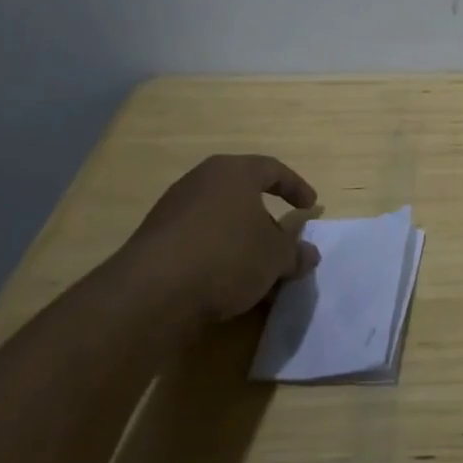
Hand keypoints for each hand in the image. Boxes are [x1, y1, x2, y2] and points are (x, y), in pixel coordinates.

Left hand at [119, 154, 320, 323]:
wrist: (152, 292)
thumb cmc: (228, 256)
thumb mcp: (275, 257)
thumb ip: (295, 253)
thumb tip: (309, 254)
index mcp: (234, 172)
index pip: (273, 170)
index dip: (296, 187)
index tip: (310, 207)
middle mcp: (201, 182)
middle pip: (243, 196)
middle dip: (266, 222)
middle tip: (282, 245)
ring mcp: (173, 210)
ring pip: (220, 222)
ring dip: (242, 244)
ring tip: (257, 275)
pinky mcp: (155, 241)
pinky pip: (198, 242)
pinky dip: (217, 257)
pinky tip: (226, 287)